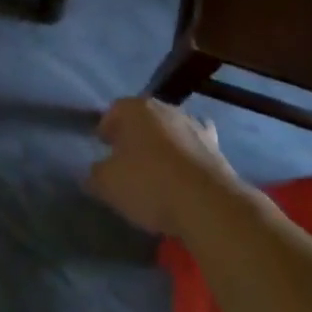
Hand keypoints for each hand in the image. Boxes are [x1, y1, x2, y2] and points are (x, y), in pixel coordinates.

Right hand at [87, 97, 239, 238]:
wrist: (208, 203)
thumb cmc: (149, 185)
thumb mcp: (108, 184)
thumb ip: (96, 175)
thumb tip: (95, 173)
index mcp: (135, 109)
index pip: (114, 110)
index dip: (106, 128)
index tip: (103, 147)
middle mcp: (165, 108)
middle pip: (143, 117)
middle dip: (134, 134)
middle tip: (127, 158)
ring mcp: (193, 125)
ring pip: (170, 130)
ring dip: (163, 143)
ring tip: (157, 169)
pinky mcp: (216, 147)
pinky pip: (195, 147)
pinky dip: (188, 155)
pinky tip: (186, 172)